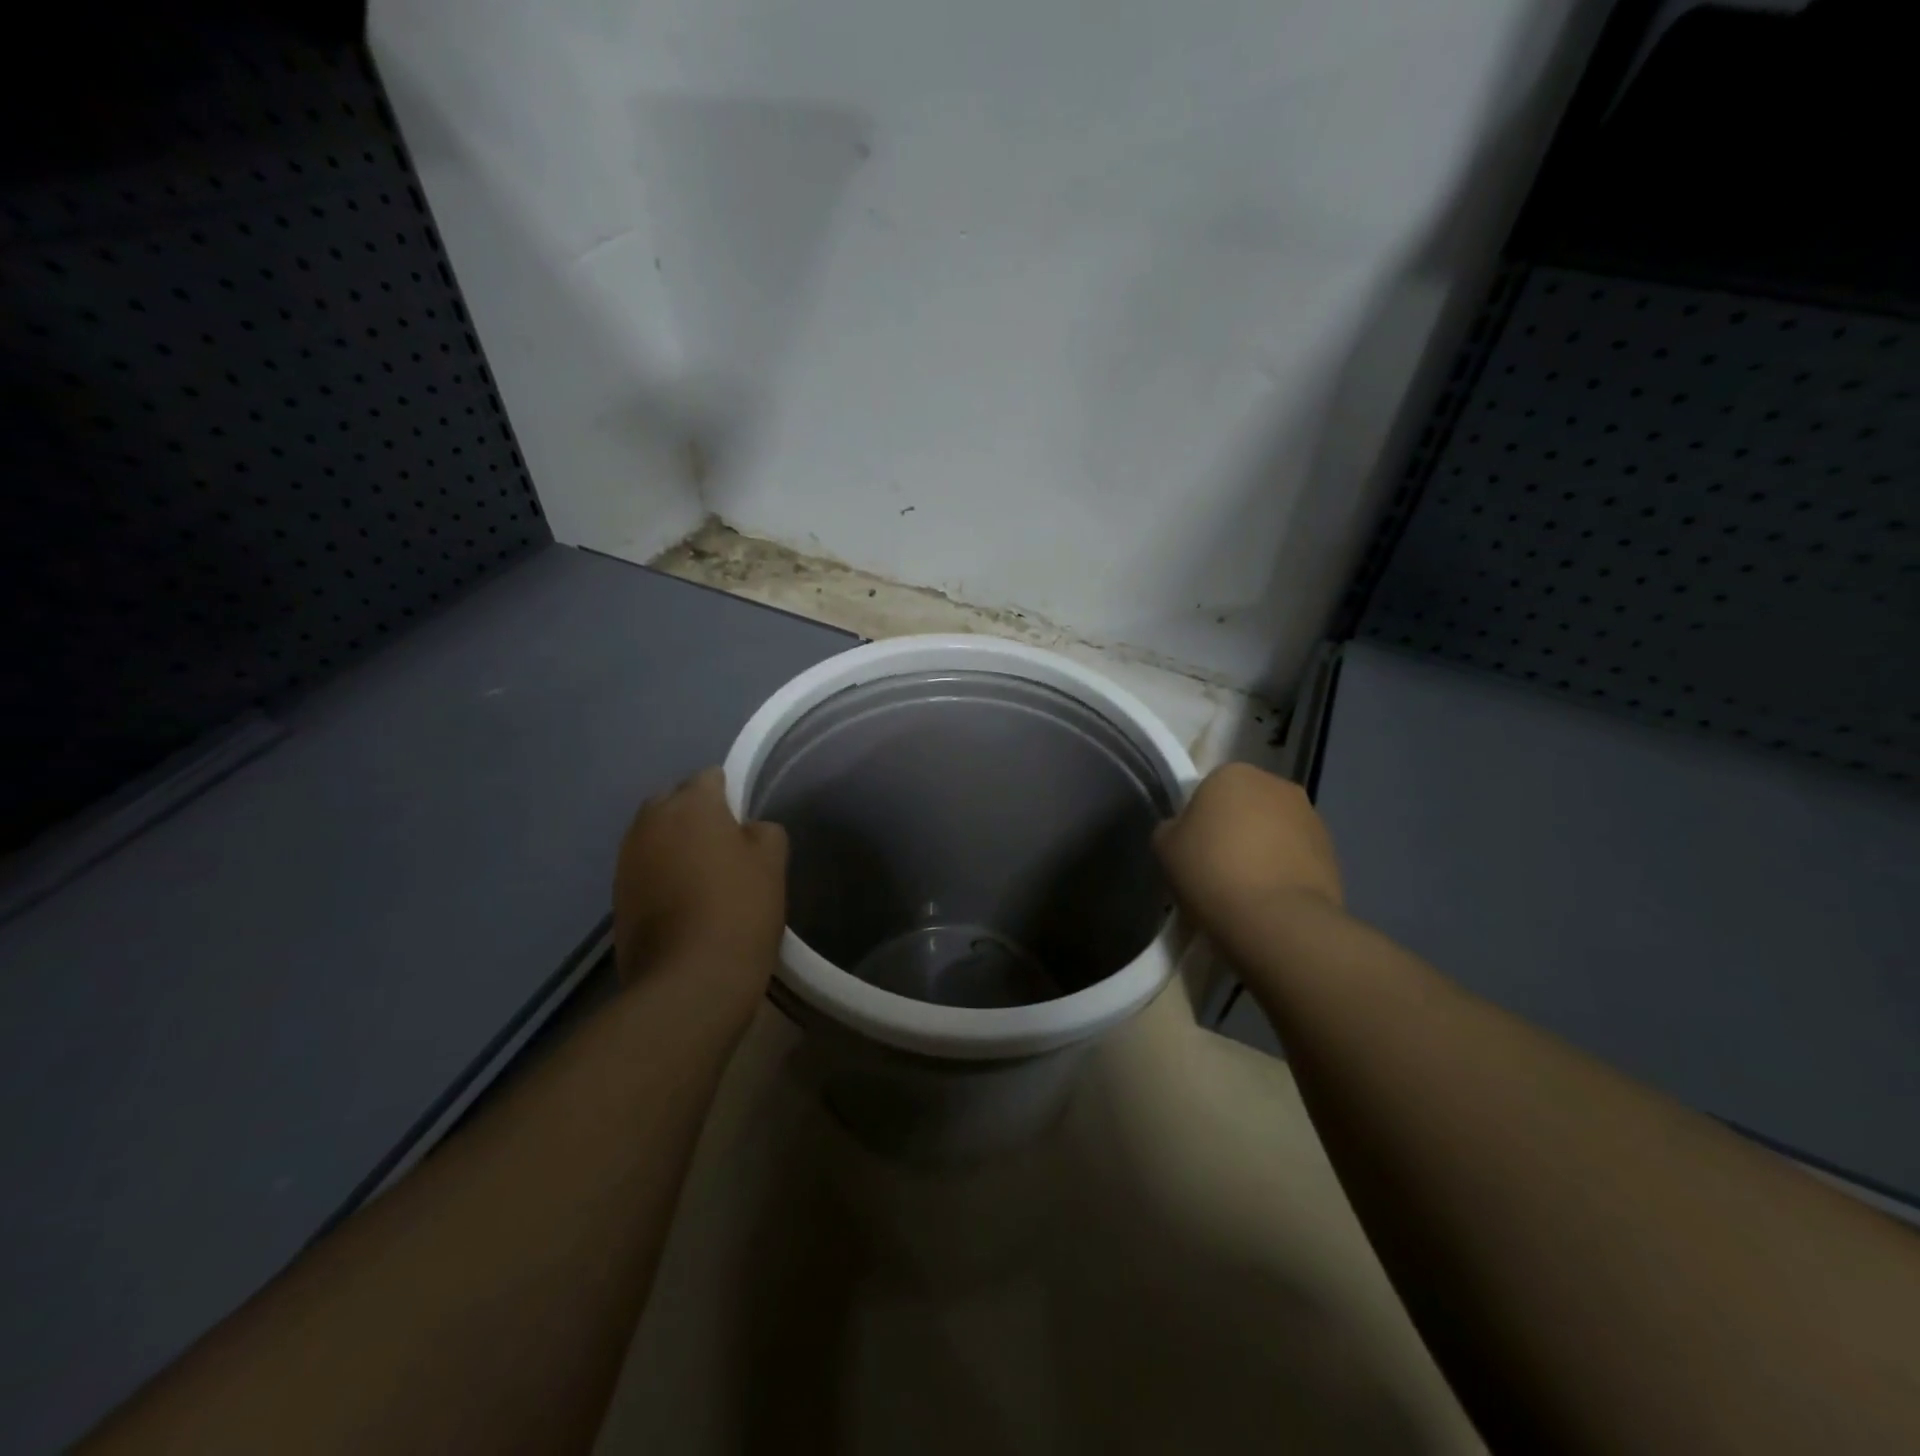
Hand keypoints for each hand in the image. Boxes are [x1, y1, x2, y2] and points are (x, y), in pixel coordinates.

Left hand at [612, 769, 788, 1010]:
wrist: (689, 982)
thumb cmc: (739, 909)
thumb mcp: (772, 862)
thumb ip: (763, 831)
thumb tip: (746, 830)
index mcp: (690, 804)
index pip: (711, 777)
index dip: (731, 795)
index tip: (746, 824)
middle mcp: (650, 821)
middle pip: (674, 801)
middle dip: (695, 814)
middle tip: (725, 846)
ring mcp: (627, 859)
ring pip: (655, 835)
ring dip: (675, 845)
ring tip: (704, 876)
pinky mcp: (616, 896)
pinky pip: (644, 868)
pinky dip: (661, 874)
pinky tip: (683, 902)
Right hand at [1154, 763, 1342, 937]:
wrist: (1275, 918)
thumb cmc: (1210, 871)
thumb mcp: (1164, 847)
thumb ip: (1172, 828)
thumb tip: (1184, 829)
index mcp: (1232, 774)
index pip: (1208, 790)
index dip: (1198, 821)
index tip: (1193, 851)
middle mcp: (1276, 784)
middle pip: (1245, 805)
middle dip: (1235, 829)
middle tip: (1218, 868)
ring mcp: (1310, 816)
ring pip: (1274, 829)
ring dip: (1263, 849)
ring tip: (1247, 889)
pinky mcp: (1333, 851)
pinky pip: (1297, 856)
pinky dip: (1285, 870)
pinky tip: (1270, 899)